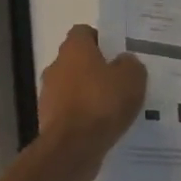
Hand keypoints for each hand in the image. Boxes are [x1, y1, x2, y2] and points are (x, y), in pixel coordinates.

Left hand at [37, 25, 146, 177]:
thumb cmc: (102, 103)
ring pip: (73, 87)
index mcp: (74, 49)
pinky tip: (102, 128)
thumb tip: (124, 61)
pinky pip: (71, 112)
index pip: (84, 32)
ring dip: (89, 95)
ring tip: (114, 108)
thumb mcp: (132, 78)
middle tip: (121, 81)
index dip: (102, 40)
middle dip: (97, 69)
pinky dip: (84, 117)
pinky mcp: (48, 121)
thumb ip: (130, 64)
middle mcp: (56, 66)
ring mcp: (49, 95)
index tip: (118, 53)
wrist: (73, 148)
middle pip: (78, 61)